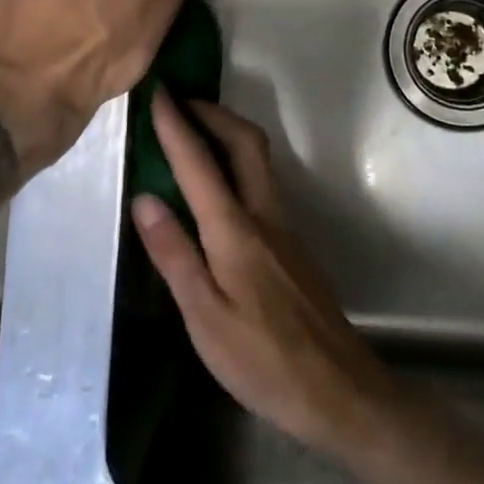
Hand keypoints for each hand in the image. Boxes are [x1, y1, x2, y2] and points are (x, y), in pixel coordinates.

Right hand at [132, 91, 406, 461]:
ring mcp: (284, 228)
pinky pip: (261, 184)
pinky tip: (217, 187)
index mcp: (236, 231)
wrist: (337, 389)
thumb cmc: (262, 360)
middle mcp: (264, 216)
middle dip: (213, 112)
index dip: (177, 126)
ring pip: (258, 161)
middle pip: (245, 143)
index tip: (157, 94)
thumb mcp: (204, 317)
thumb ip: (175, 254)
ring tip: (194, 131)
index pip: (200, 164)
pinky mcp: (292, 245)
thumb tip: (145, 198)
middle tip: (181, 100)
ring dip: (227, 134)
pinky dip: (236, 164)